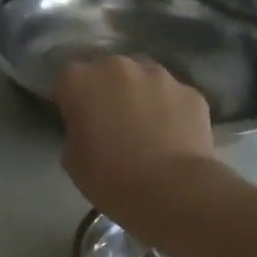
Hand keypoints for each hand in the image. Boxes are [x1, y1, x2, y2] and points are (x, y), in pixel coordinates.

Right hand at [54, 56, 218, 236]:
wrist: (171, 189)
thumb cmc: (109, 177)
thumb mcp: (72, 160)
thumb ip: (77, 131)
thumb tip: (90, 128)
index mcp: (80, 81)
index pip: (66, 78)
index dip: (70, 98)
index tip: (76, 119)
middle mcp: (118, 66)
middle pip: (106, 69)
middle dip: (106, 88)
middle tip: (110, 121)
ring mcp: (159, 74)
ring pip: (143, 76)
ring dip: (139, 93)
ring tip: (145, 126)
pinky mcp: (190, 91)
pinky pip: (172, 95)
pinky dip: (169, 109)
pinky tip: (172, 135)